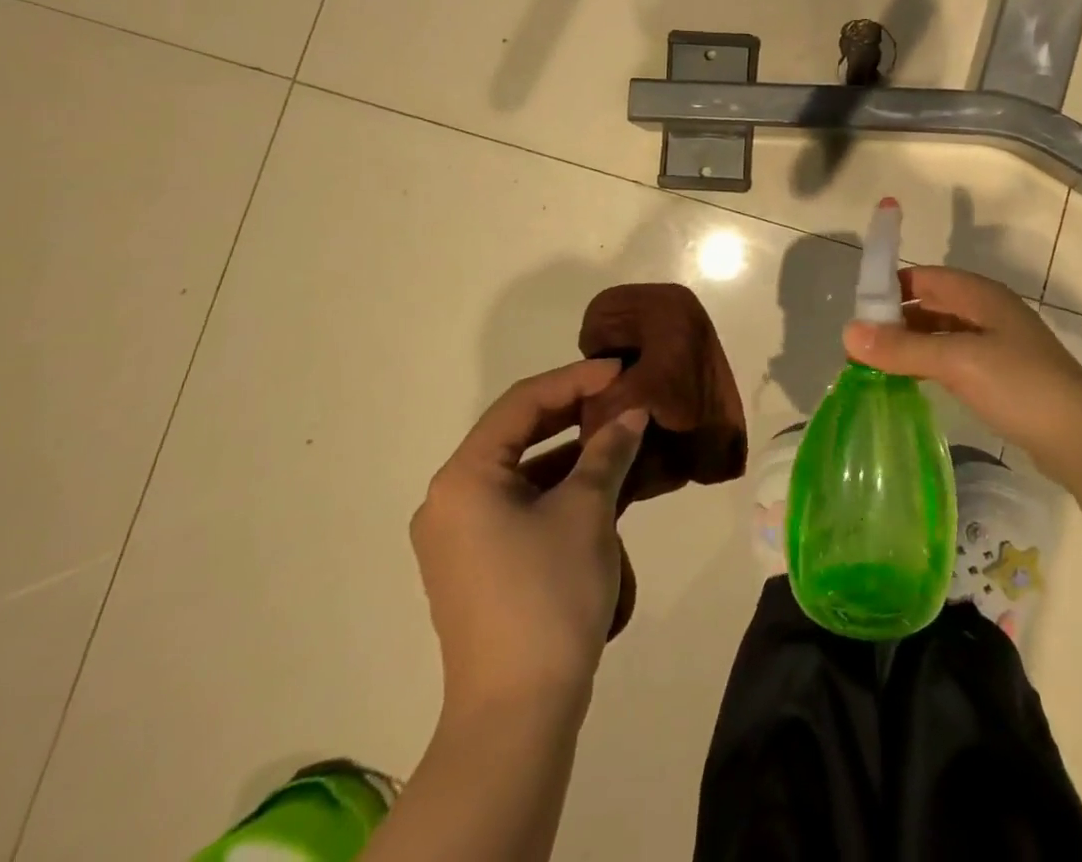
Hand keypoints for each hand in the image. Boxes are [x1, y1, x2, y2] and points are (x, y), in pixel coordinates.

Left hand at [410, 358, 646, 715]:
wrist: (518, 710)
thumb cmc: (549, 593)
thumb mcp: (587, 509)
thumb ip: (609, 450)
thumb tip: (632, 414)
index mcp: (464, 477)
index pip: (522, 403)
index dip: (575, 379)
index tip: (621, 370)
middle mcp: (449, 499)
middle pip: (515, 432)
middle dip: (571, 410)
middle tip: (619, 394)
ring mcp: (458, 535)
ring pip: (519, 469)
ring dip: (568, 449)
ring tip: (618, 434)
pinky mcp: (474, 563)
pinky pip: (517, 502)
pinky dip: (556, 485)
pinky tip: (599, 481)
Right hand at [843, 267, 1081, 488]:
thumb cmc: (1021, 386)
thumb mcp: (958, 362)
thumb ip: (904, 348)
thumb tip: (848, 332)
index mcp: (979, 295)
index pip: (924, 277)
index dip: (889, 290)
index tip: (856, 316)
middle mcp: (986, 311)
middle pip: (930, 303)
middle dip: (895, 320)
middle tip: (858, 348)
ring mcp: (995, 343)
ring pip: (940, 332)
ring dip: (910, 345)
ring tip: (875, 368)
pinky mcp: (999, 373)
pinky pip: (953, 357)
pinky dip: (928, 364)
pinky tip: (909, 383)